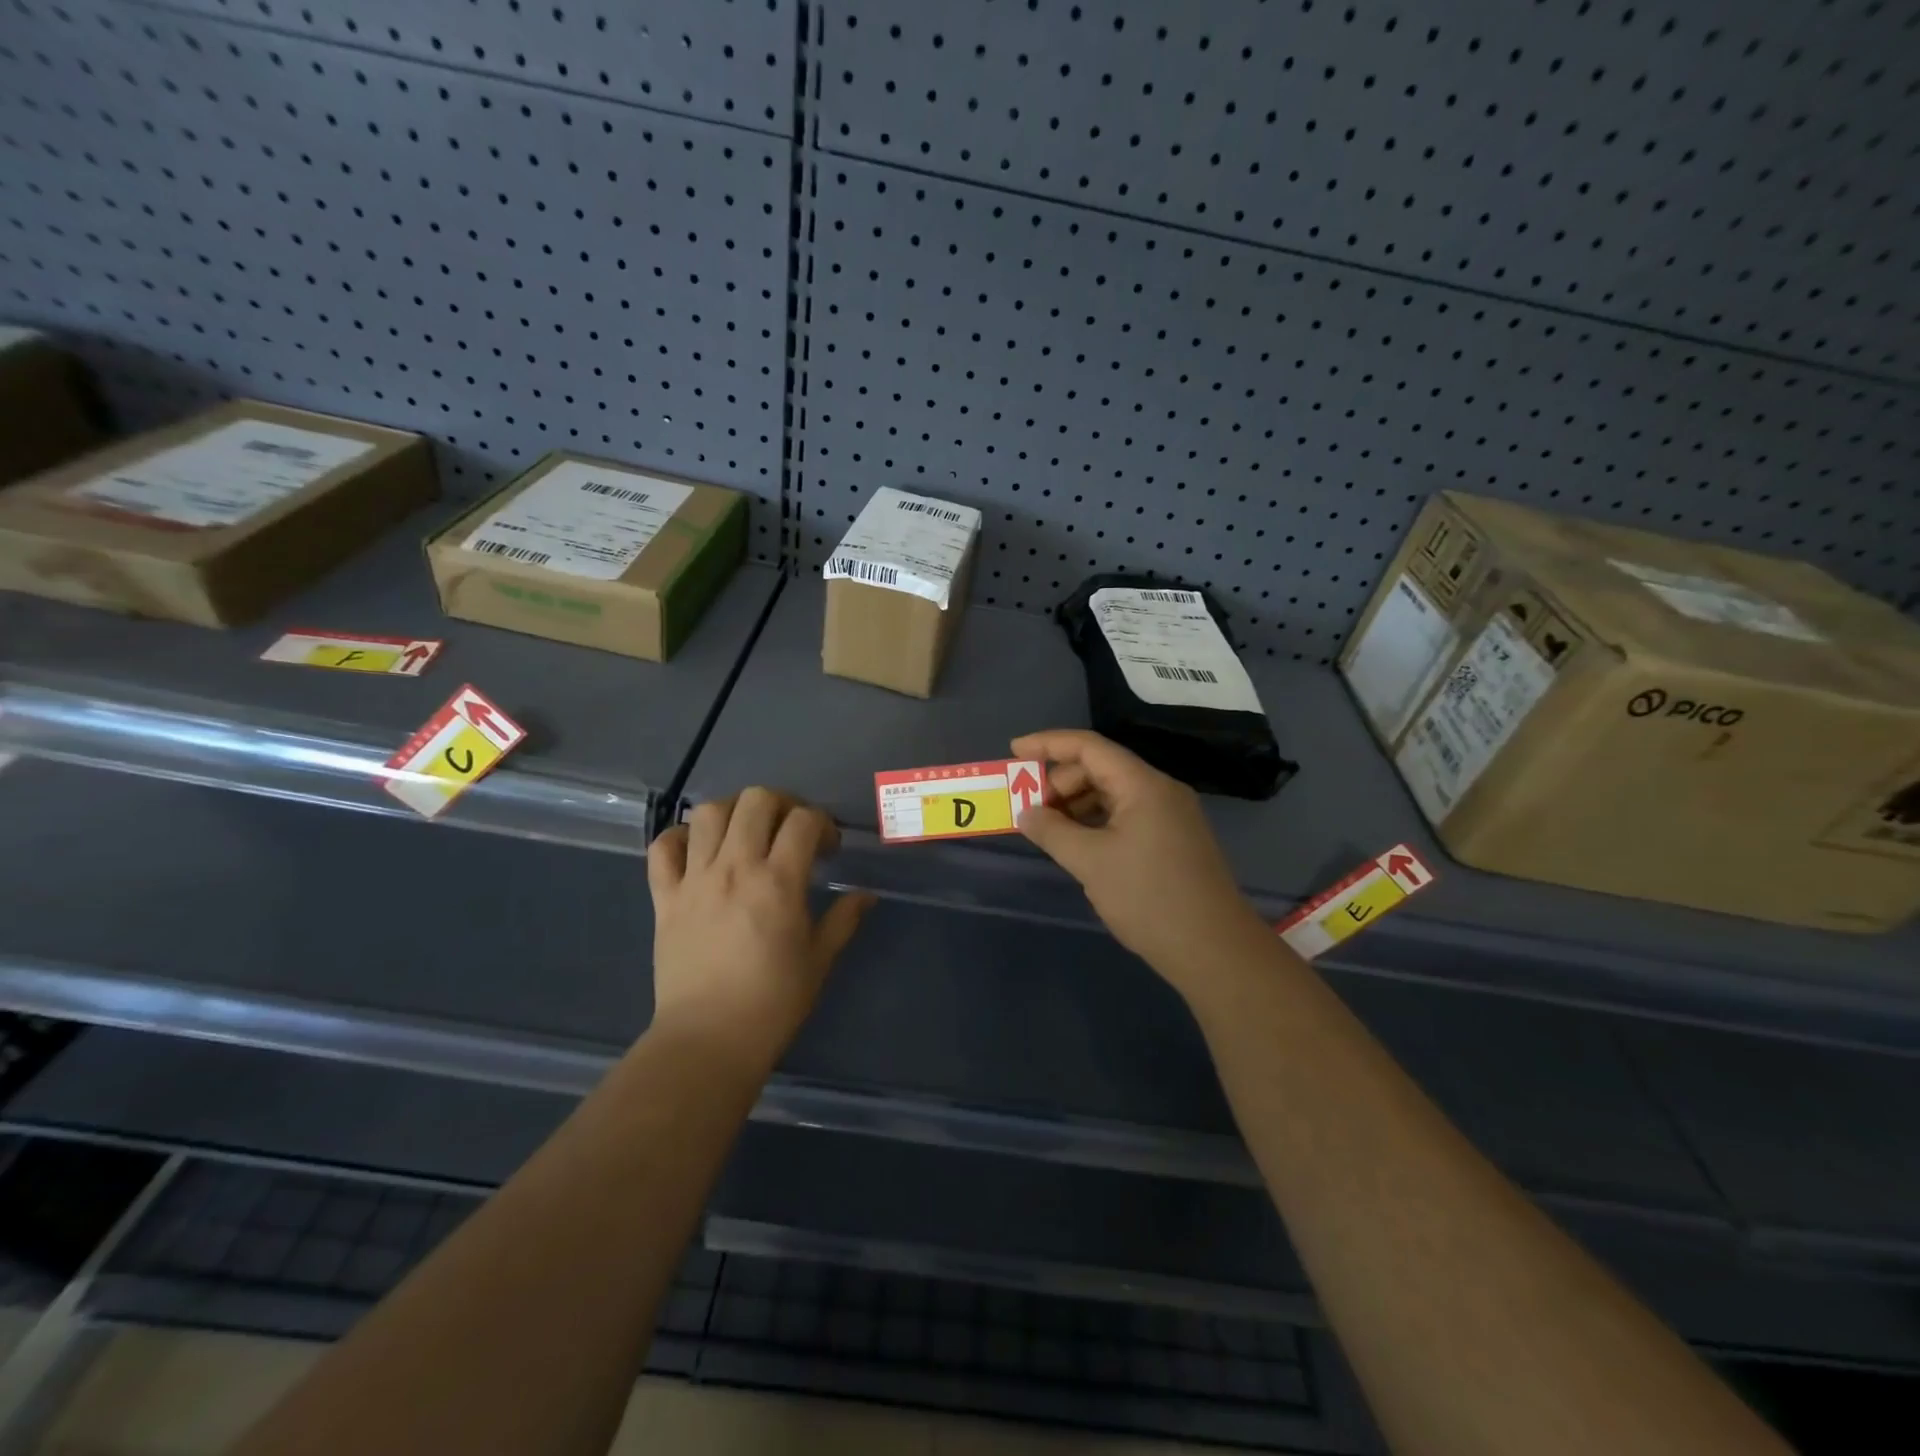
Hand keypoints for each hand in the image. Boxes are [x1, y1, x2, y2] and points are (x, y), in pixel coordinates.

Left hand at [646, 789, 872, 1072]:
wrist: (708, 1040)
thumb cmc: (772, 1002)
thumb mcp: (819, 960)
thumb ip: (843, 920)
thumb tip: (866, 896)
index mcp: (778, 882)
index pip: (804, 821)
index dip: (822, 824)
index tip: (827, 848)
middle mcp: (735, 868)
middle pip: (756, 801)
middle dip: (782, 804)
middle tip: (790, 830)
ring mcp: (695, 879)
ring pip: (709, 813)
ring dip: (734, 812)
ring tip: (746, 833)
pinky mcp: (664, 897)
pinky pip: (663, 848)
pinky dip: (680, 838)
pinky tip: (698, 851)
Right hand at [1014, 730, 1268, 993]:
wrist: (1215, 950)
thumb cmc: (1149, 898)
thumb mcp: (1090, 862)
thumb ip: (1052, 831)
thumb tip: (1025, 813)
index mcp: (1143, 785)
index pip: (1089, 747)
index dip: (1048, 744)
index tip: (1013, 751)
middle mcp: (1160, 791)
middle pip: (1101, 768)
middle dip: (1061, 782)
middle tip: (1032, 811)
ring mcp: (1171, 816)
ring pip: (1114, 794)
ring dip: (1077, 805)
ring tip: (1050, 830)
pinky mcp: (1174, 840)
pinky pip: (1127, 815)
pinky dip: (1097, 822)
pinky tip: (1079, 845)